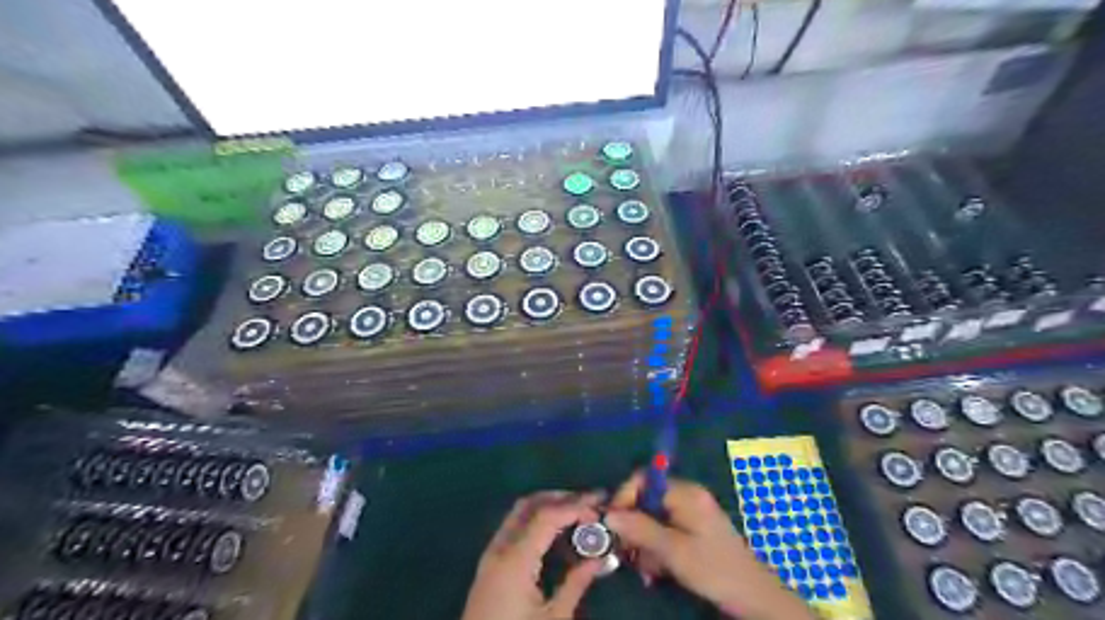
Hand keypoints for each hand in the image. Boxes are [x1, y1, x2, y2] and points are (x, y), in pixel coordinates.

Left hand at [462, 490, 608, 619]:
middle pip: (530, 504)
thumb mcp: (554, 619)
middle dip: (562, 498)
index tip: (600, 507)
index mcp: (515, 560)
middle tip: (590, 502)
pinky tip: (554, 530)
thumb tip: (600, 559)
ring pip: (519, 512)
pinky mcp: (489, 564)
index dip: (575, 506)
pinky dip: (535, 518)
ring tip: (577, 512)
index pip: (547, 516)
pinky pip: (513, 526)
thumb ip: (576, 584)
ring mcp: (491, 554)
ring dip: (548, 505)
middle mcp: (500, 548)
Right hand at [603, 471, 809, 615]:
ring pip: (653, 518)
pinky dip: (657, 547)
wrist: (752, 595)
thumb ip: (640, 529)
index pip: (643, 480)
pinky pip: (665, 529)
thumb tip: (608, 514)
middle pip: (646, 500)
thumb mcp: (672, 550)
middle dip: (634, 527)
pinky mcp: (694, 528)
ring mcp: (691, 512)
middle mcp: (687, 495)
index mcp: (685, 492)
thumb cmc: (713, 568)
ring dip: (644, 542)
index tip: (612, 524)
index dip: (624, 498)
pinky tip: (657, 569)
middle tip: (628, 553)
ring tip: (646, 569)